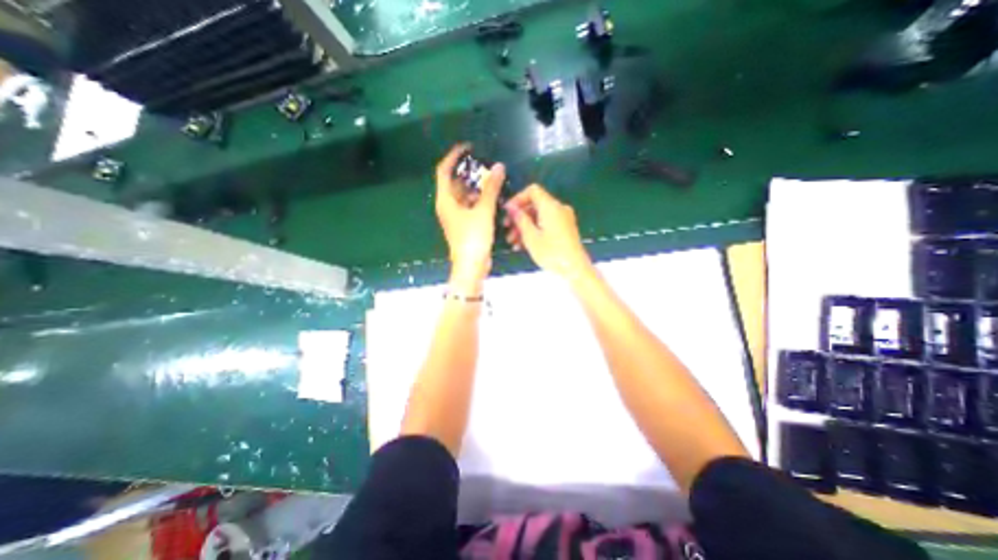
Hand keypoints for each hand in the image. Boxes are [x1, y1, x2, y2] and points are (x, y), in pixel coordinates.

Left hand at [435, 144, 507, 289]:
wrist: (471, 266)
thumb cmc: (473, 238)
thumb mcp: (483, 211)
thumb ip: (491, 188)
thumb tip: (498, 167)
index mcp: (445, 200)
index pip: (444, 171)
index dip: (454, 157)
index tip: (468, 148)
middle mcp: (448, 206)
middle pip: (455, 182)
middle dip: (469, 172)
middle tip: (486, 165)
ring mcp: (456, 216)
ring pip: (464, 195)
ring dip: (476, 186)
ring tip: (492, 179)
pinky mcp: (464, 224)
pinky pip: (470, 205)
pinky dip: (479, 199)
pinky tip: (492, 196)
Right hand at [499, 183, 589, 278]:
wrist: (575, 269)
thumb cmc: (551, 252)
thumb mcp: (531, 236)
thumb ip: (520, 219)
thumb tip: (511, 207)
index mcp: (551, 206)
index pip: (532, 191)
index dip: (518, 199)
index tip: (507, 212)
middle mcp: (558, 208)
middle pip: (535, 205)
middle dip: (519, 217)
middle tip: (507, 229)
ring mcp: (563, 219)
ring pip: (539, 217)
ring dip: (524, 227)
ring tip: (513, 242)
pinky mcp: (564, 229)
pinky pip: (546, 224)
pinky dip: (534, 231)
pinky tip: (523, 246)